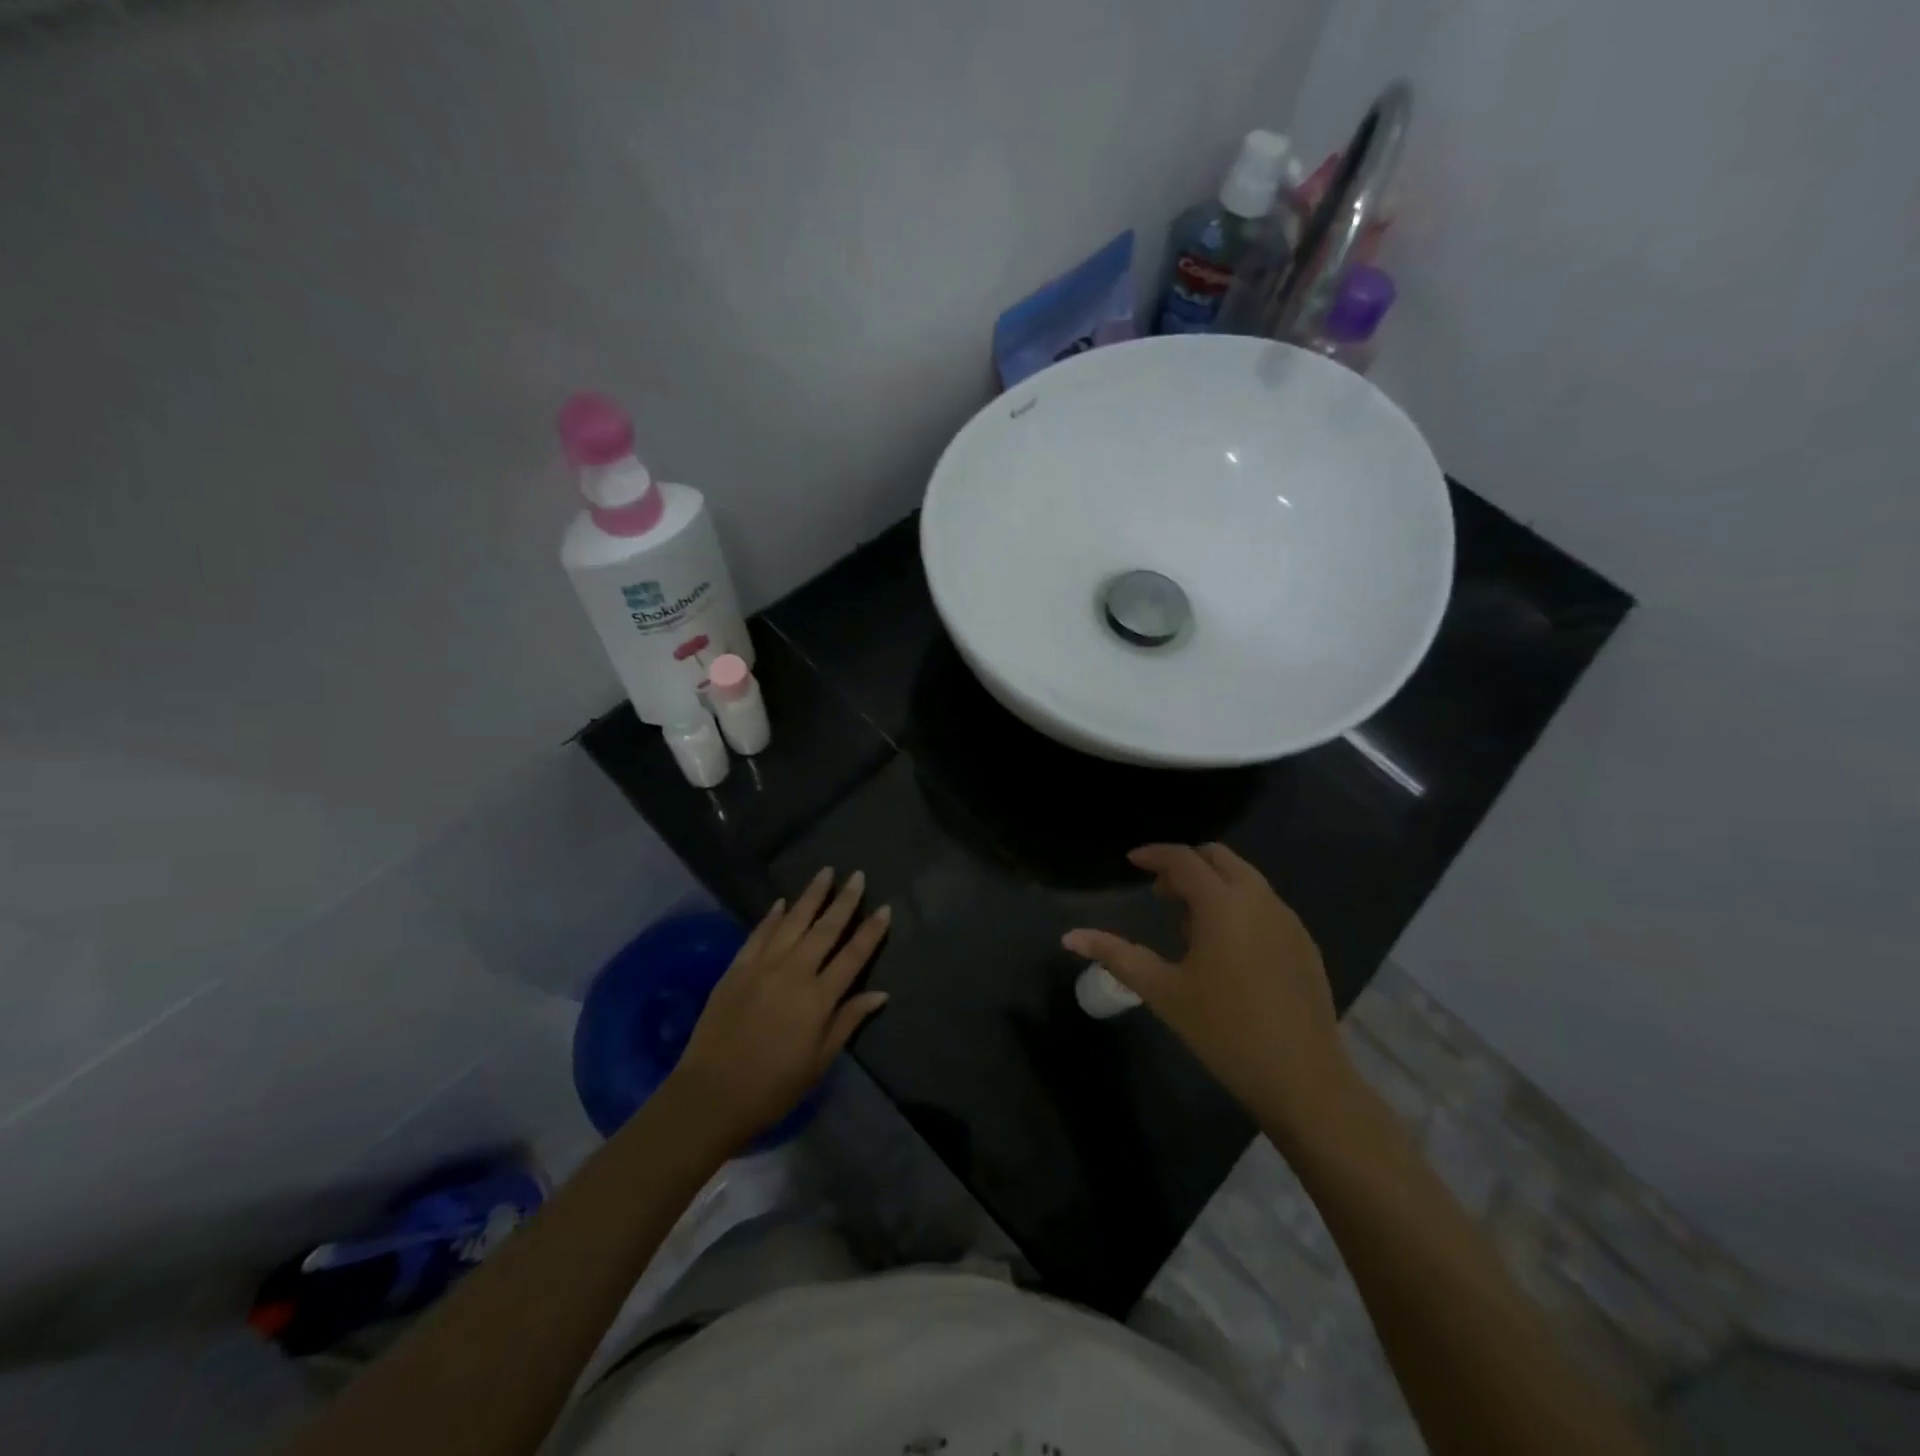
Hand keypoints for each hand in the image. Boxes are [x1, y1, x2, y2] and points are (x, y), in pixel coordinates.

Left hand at [670, 868, 890, 1152]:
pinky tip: (781, 902)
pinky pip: (758, 934)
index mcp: (818, 998)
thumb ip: (848, 1022)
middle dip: (844, 901)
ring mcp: (762, 966)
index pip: (853, 956)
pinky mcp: (736, 969)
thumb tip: (880, 994)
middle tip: (857, 876)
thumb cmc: (773, 1087)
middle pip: (825, 929)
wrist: (711, 1095)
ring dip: (810, 896)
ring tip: (825, 873)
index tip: (885, 908)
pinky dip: (772, 916)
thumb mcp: (819, 1062)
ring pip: (792, 922)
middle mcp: (793, 973)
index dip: (871, 932)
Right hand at [1063, 844, 1355, 1144]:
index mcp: (1222, 904)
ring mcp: (1288, 920)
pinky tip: (1227, 950)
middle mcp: (1259, 899)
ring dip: (1213, 886)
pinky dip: (1239, 906)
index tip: (1132, 861)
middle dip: (1186, 866)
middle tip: (1161, 895)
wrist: (1303, 1079)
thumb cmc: (1224, 1030)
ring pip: (1245, 879)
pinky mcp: (1305, 943)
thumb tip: (1070, 937)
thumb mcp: (1162, 991)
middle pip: (1219, 858)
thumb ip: (1116, 955)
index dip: (1154, 854)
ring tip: (1189, 927)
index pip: (1183, 859)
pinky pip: (1265, 905)